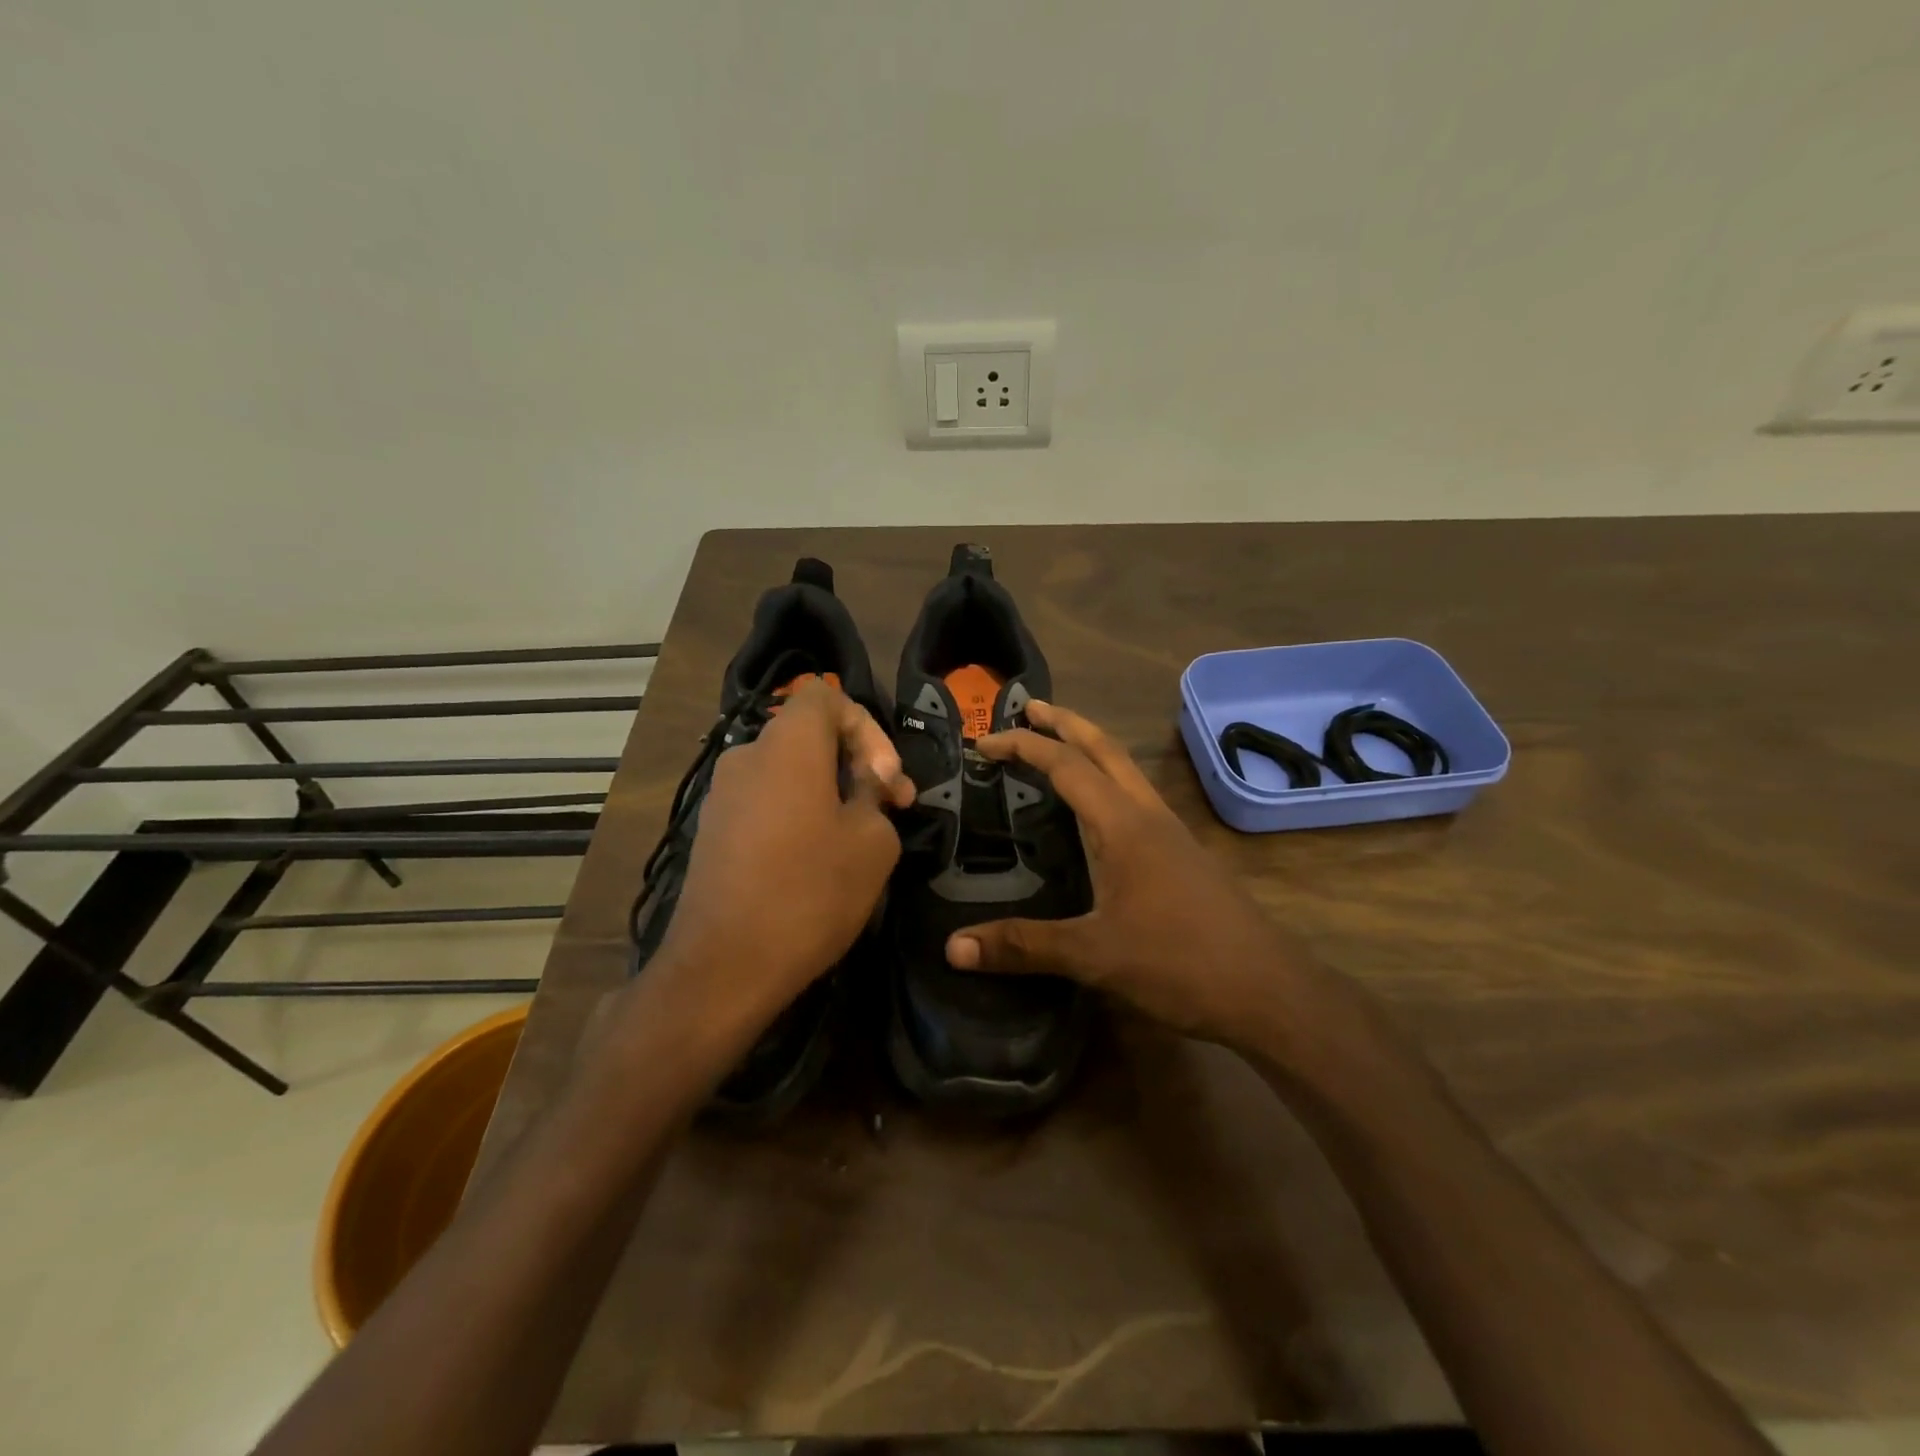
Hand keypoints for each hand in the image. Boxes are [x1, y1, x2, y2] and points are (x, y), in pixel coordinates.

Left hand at [652, 679, 913, 1033]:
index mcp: (787, 745)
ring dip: (830, 790)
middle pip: (809, 734)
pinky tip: (817, 858)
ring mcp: (723, 794)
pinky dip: (799, 812)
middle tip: (890, 806)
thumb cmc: (809, 893)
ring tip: (858, 836)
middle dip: (855, 762)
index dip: (867, 726)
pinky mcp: (713, 830)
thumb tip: (864, 786)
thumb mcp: (872, 843)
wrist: (723, 966)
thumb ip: (876, 797)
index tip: (885, 778)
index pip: (826, 695)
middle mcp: (747, 757)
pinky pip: (767, 800)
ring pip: (789, 770)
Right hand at [944, 700, 1317, 1050]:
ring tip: (1057, 747)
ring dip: (1090, 748)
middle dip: (1065, 723)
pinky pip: (1136, 797)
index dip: (1023, 747)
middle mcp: (1147, 814)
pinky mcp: (1183, 854)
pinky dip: (1107, 782)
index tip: (984, 744)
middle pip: (1105, 748)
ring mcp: (1171, 832)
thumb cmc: (1179, 962)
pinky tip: (1097, 812)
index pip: (1066, 765)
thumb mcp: (1093, 955)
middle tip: (1030, 709)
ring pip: (1125, 770)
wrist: (1267, 989)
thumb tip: (953, 947)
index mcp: (1123, 824)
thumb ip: (1022, 946)